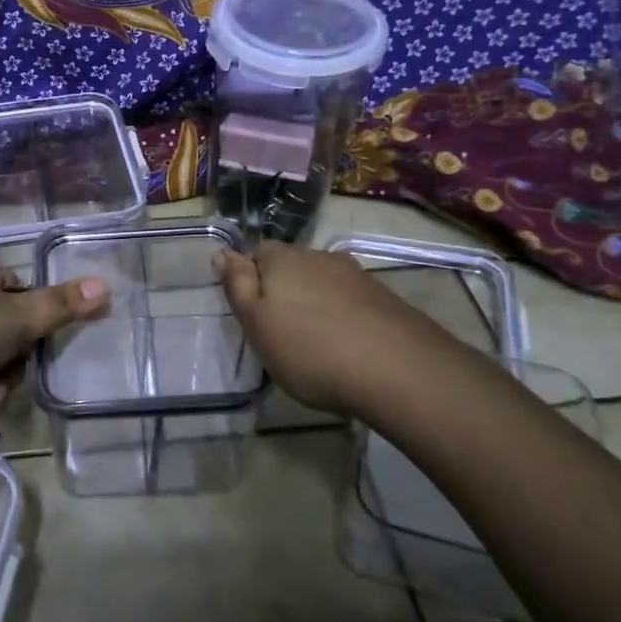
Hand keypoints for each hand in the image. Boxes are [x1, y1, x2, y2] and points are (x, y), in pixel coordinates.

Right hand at [216, 241, 438, 417]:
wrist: (399, 370)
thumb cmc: (310, 349)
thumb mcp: (256, 323)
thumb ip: (237, 285)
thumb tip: (222, 251)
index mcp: (282, 259)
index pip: (256, 252)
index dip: (250, 278)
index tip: (252, 312)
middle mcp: (319, 256)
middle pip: (291, 265)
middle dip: (283, 288)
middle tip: (280, 330)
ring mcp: (356, 275)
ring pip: (322, 281)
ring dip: (315, 302)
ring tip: (315, 340)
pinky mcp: (384, 298)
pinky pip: (351, 300)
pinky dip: (343, 315)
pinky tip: (347, 344)